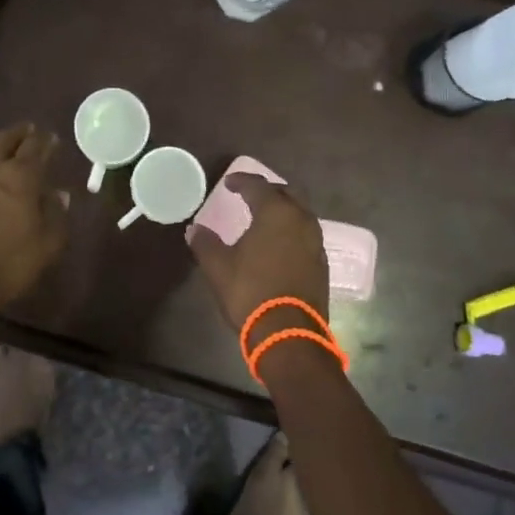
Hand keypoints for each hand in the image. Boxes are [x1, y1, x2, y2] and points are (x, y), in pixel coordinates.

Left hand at [0, 124, 68, 314]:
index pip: (36, 146)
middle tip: (28, 131)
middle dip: (20, 132)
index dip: (46, 140)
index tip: (51, 139)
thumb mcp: (47, 244)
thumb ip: (56, 215)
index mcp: (21, 175)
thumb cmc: (8, 265)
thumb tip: (59, 195)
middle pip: (5, 137)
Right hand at [188, 174, 328, 338]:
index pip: (258, 186)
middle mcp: (301, 219)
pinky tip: (279, 242)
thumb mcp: (218, 267)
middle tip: (250, 194)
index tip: (229, 182)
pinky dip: (291, 229)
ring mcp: (315, 241)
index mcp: (276, 212)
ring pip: (300, 213)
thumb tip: (194, 229)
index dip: (241, 181)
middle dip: (268, 190)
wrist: (289, 333)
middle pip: (287, 193)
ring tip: (265, 217)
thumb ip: (205, 243)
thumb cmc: (251, 292)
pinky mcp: (321, 262)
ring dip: (283, 209)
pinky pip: (306, 233)